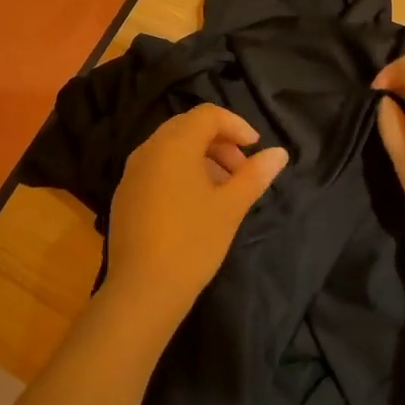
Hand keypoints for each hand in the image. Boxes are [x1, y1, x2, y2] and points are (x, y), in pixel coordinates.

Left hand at [105, 105, 288, 332]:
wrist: (143, 289)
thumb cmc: (193, 242)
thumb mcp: (231, 207)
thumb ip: (256, 175)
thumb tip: (280, 153)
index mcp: (174, 145)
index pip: (207, 115)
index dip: (236, 125)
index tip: (255, 149)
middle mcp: (148, 149)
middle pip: (188, 127)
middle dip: (219, 142)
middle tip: (241, 170)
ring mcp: (132, 172)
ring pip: (171, 148)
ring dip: (201, 158)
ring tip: (223, 190)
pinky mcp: (124, 195)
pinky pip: (156, 168)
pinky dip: (180, 172)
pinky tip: (195, 204)